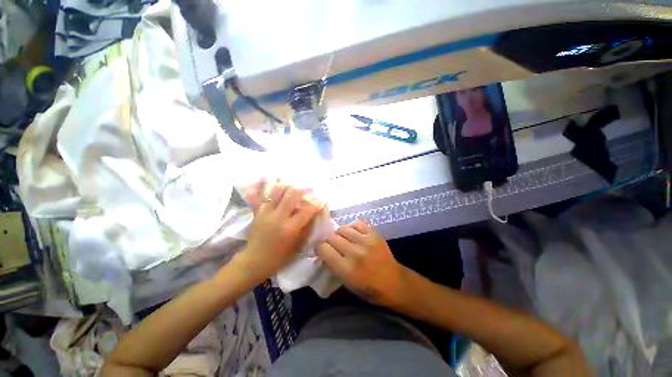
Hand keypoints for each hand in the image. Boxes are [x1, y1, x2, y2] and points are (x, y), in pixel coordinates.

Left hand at [236, 181, 323, 283]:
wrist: (254, 261)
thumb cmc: (279, 257)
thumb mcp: (297, 245)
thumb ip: (306, 228)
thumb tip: (314, 215)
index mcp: (290, 228)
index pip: (307, 210)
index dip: (317, 203)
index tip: (322, 200)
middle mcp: (278, 217)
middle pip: (292, 194)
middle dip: (303, 189)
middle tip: (309, 188)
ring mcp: (266, 212)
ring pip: (277, 191)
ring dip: (287, 184)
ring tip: (293, 183)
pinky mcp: (258, 212)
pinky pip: (260, 195)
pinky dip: (264, 186)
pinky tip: (267, 178)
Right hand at [316, 220, 407, 305]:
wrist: (394, 283)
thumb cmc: (369, 289)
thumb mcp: (346, 284)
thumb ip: (333, 266)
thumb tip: (323, 252)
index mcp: (346, 269)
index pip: (323, 249)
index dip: (320, 249)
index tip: (322, 251)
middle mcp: (354, 252)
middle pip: (331, 237)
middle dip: (329, 241)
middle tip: (333, 246)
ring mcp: (365, 241)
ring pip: (342, 228)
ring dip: (340, 234)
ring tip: (344, 239)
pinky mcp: (374, 234)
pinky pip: (357, 223)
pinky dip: (353, 227)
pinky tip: (354, 234)